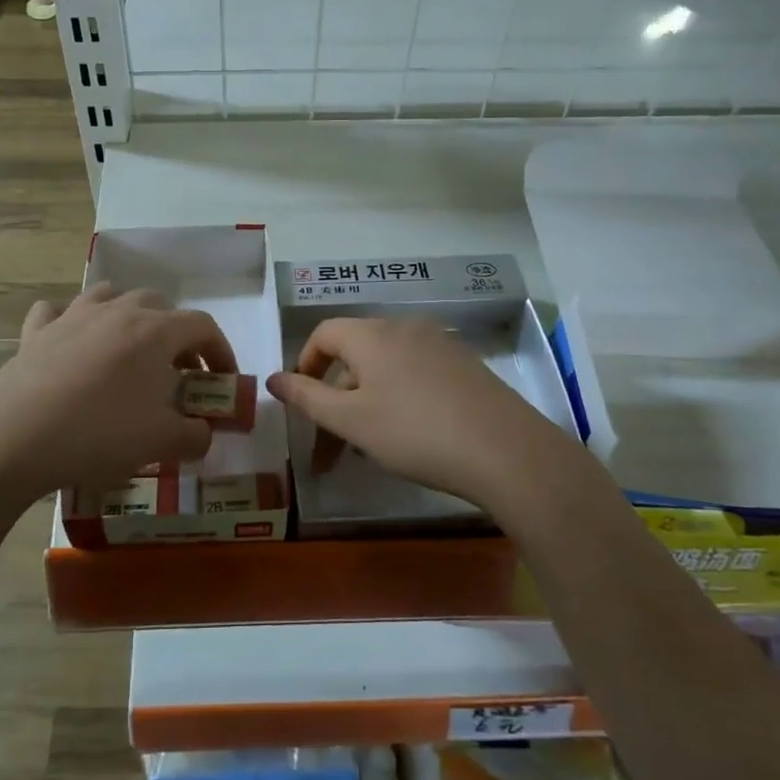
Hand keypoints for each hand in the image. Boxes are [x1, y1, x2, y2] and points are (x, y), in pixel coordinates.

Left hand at [0, 284, 234, 505]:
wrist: (16, 437)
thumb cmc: (101, 433)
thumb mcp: (161, 442)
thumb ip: (194, 436)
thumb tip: (203, 434)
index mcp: (155, 331)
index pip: (203, 326)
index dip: (221, 350)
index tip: (224, 379)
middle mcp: (117, 311)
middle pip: (159, 305)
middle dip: (176, 334)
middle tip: (178, 371)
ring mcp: (73, 316)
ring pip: (110, 296)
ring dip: (128, 316)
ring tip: (129, 349)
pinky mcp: (35, 332)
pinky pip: (56, 312)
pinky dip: (70, 321)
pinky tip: (69, 342)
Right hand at [265, 317, 569, 514]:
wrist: (506, 452)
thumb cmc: (414, 433)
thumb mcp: (351, 420)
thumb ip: (307, 398)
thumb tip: (273, 379)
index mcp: (372, 335)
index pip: (324, 333)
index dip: (304, 364)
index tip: (301, 402)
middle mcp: (405, 328)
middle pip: (355, 354)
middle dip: (335, 398)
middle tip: (330, 448)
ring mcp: (439, 344)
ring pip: (385, 368)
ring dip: (365, 402)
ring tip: (366, 449)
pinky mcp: (465, 365)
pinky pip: (415, 374)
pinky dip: (397, 399)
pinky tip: (407, 436)